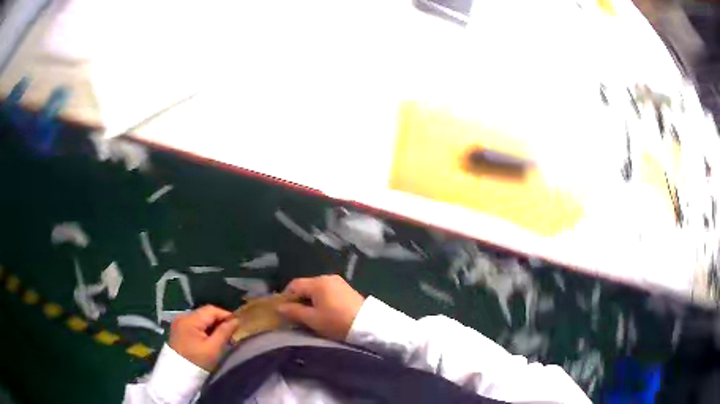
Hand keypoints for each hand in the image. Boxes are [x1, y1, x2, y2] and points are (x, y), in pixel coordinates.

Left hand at [169, 305, 239, 370]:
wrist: (179, 373)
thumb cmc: (198, 361)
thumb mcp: (214, 348)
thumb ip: (224, 332)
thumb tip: (236, 320)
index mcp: (190, 319)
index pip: (211, 310)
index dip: (226, 315)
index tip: (238, 324)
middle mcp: (182, 316)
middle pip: (205, 313)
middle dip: (219, 320)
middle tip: (231, 331)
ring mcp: (179, 322)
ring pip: (200, 318)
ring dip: (212, 325)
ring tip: (222, 335)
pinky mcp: (178, 329)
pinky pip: (194, 324)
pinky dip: (204, 328)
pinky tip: (210, 337)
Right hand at [277, 275, 364, 340]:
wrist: (367, 326)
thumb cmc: (336, 322)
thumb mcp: (312, 319)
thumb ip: (294, 312)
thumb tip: (278, 307)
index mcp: (318, 282)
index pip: (294, 285)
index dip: (286, 298)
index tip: (284, 312)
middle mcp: (328, 278)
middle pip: (306, 286)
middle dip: (298, 300)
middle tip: (295, 316)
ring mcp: (339, 283)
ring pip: (316, 290)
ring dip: (310, 302)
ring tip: (309, 317)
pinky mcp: (347, 290)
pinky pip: (327, 293)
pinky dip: (321, 301)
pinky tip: (323, 314)